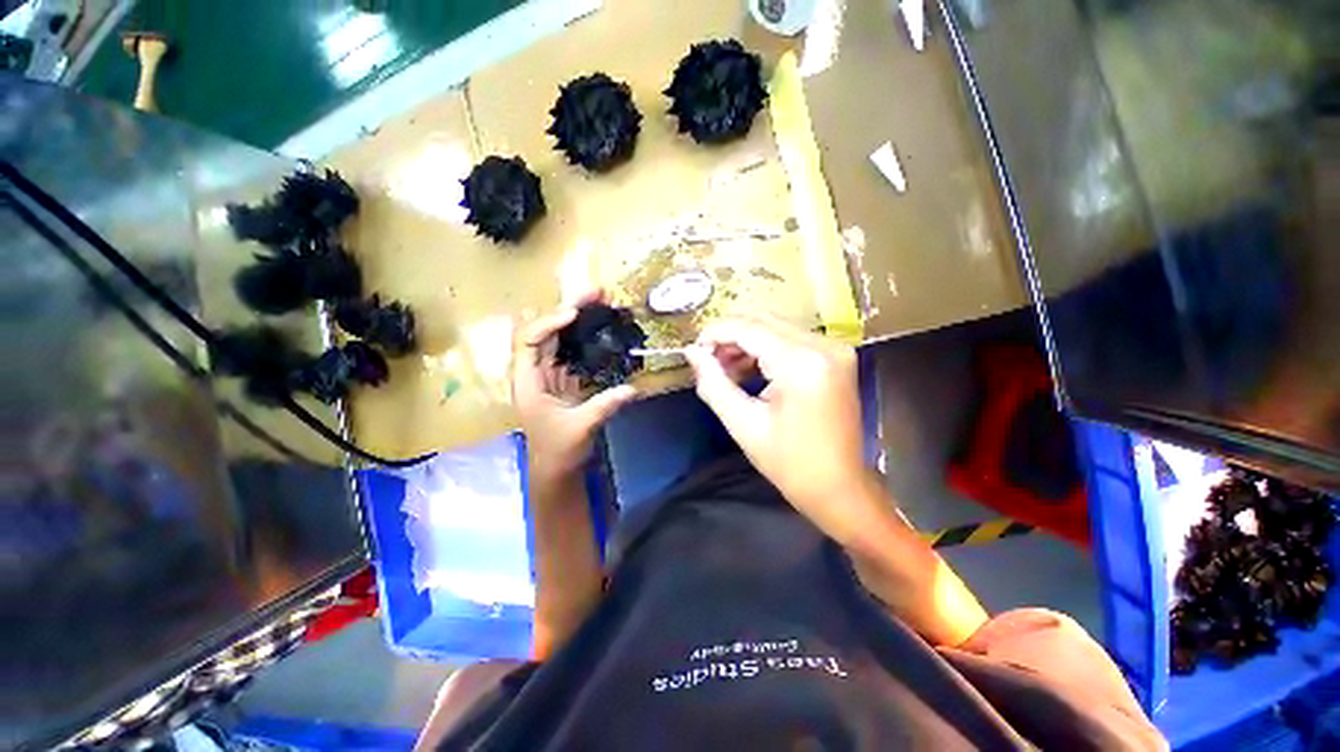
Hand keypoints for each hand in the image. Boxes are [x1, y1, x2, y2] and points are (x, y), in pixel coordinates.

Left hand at [512, 291, 637, 482]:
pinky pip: (573, 350)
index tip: (574, 315)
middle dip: (569, 309)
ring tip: (602, 302)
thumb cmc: (558, 450)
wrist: (556, 467)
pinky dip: (587, 337)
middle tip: (595, 293)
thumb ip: (605, 406)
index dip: (549, 323)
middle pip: (546, 331)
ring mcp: (550, 373)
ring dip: (579, 319)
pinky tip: (603, 327)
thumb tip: (633, 389)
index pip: (528, 341)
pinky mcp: (565, 378)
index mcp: (527, 382)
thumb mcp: (580, 428)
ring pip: (560, 338)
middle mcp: (535, 371)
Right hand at [685, 315, 869, 540]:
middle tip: (707, 360)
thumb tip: (691, 352)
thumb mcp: (743, 424)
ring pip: (775, 326)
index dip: (715, 333)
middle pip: (763, 320)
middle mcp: (823, 345)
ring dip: (745, 341)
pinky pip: (790, 338)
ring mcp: (834, 348)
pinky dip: (765, 348)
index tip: (693, 350)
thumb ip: (713, 382)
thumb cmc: (789, 463)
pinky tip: (748, 369)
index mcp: (802, 363)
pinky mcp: (835, 356)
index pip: (748, 328)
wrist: (839, 486)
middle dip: (729, 335)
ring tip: (724, 368)